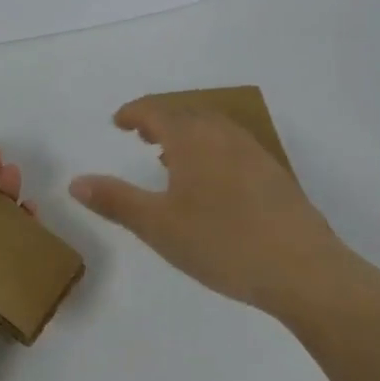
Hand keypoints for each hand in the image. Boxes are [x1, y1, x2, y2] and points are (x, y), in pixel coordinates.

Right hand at [70, 97, 358, 319]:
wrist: (304, 269)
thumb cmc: (222, 243)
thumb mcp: (158, 226)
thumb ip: (115, 200)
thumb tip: (75, 181)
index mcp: (193, 138)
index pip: (156, 111)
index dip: (134, 113)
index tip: (118, 122)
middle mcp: (223, 135)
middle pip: (186, 113)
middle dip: (160, 120)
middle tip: (140, 135)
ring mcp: (254, 152)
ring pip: (213, 128)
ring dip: (187, 133)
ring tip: (171, 156)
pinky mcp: (275, 174)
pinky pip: (232, 146)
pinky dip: (211, 149)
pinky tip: (211, 182)